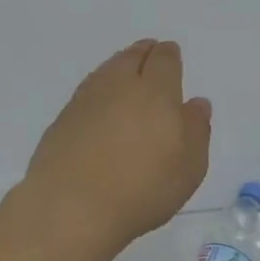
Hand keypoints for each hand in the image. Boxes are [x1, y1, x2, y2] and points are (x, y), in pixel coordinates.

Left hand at [22, 39, 211, 253]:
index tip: (171, 54)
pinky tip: (100, 103)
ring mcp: (86, 100)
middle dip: (143, 53)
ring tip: (125, 73)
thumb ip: (197, 130)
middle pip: (132, 57)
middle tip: (149, 54)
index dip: (169, 55)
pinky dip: (98, 89)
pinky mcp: (62, 119)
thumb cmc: (142, 189)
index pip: (164, 60)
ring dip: (119, 66)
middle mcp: (119, 86)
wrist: (71, 207)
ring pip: (106, 70)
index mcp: (156, 92)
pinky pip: (87, 91)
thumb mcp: (189, 167)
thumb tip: (197, 103)